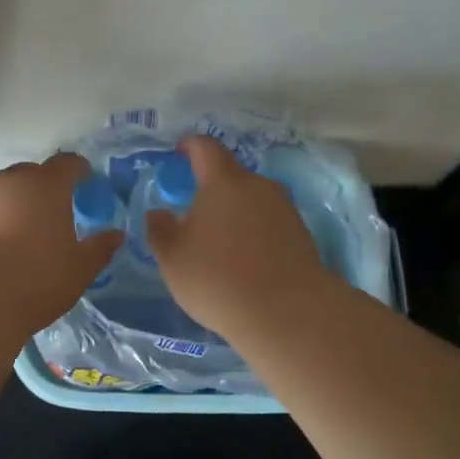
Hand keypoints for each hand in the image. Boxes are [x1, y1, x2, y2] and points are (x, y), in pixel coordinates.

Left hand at [0, 152, 124, 332]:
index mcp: (45, 187)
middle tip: (48, 215)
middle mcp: (8, 182)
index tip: (83, 180)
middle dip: (40, 188)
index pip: (67, 163)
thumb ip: (99, 248)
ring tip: (11, 239)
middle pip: (28, 174)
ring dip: (7, 207)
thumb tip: (116, 235)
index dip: (77, 170)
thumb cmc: (37, 281)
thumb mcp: (79, 270)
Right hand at [146, 135, 334, 339]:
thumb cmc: (218, 278)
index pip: (205, 147)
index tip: (178, 153)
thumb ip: (160, 230)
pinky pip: (269, 223)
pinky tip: (244, 261)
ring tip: (218, 243)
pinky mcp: (301, 234)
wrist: (288, 313)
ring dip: (233, 213)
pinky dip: (253, 233)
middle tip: (193, 214)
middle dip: (210, 188)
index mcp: (223, 181)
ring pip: (251, 200)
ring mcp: (284, 209)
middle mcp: (258, 185)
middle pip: (231, 175)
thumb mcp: (172, 258)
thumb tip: (158, 213)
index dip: (189, 146)